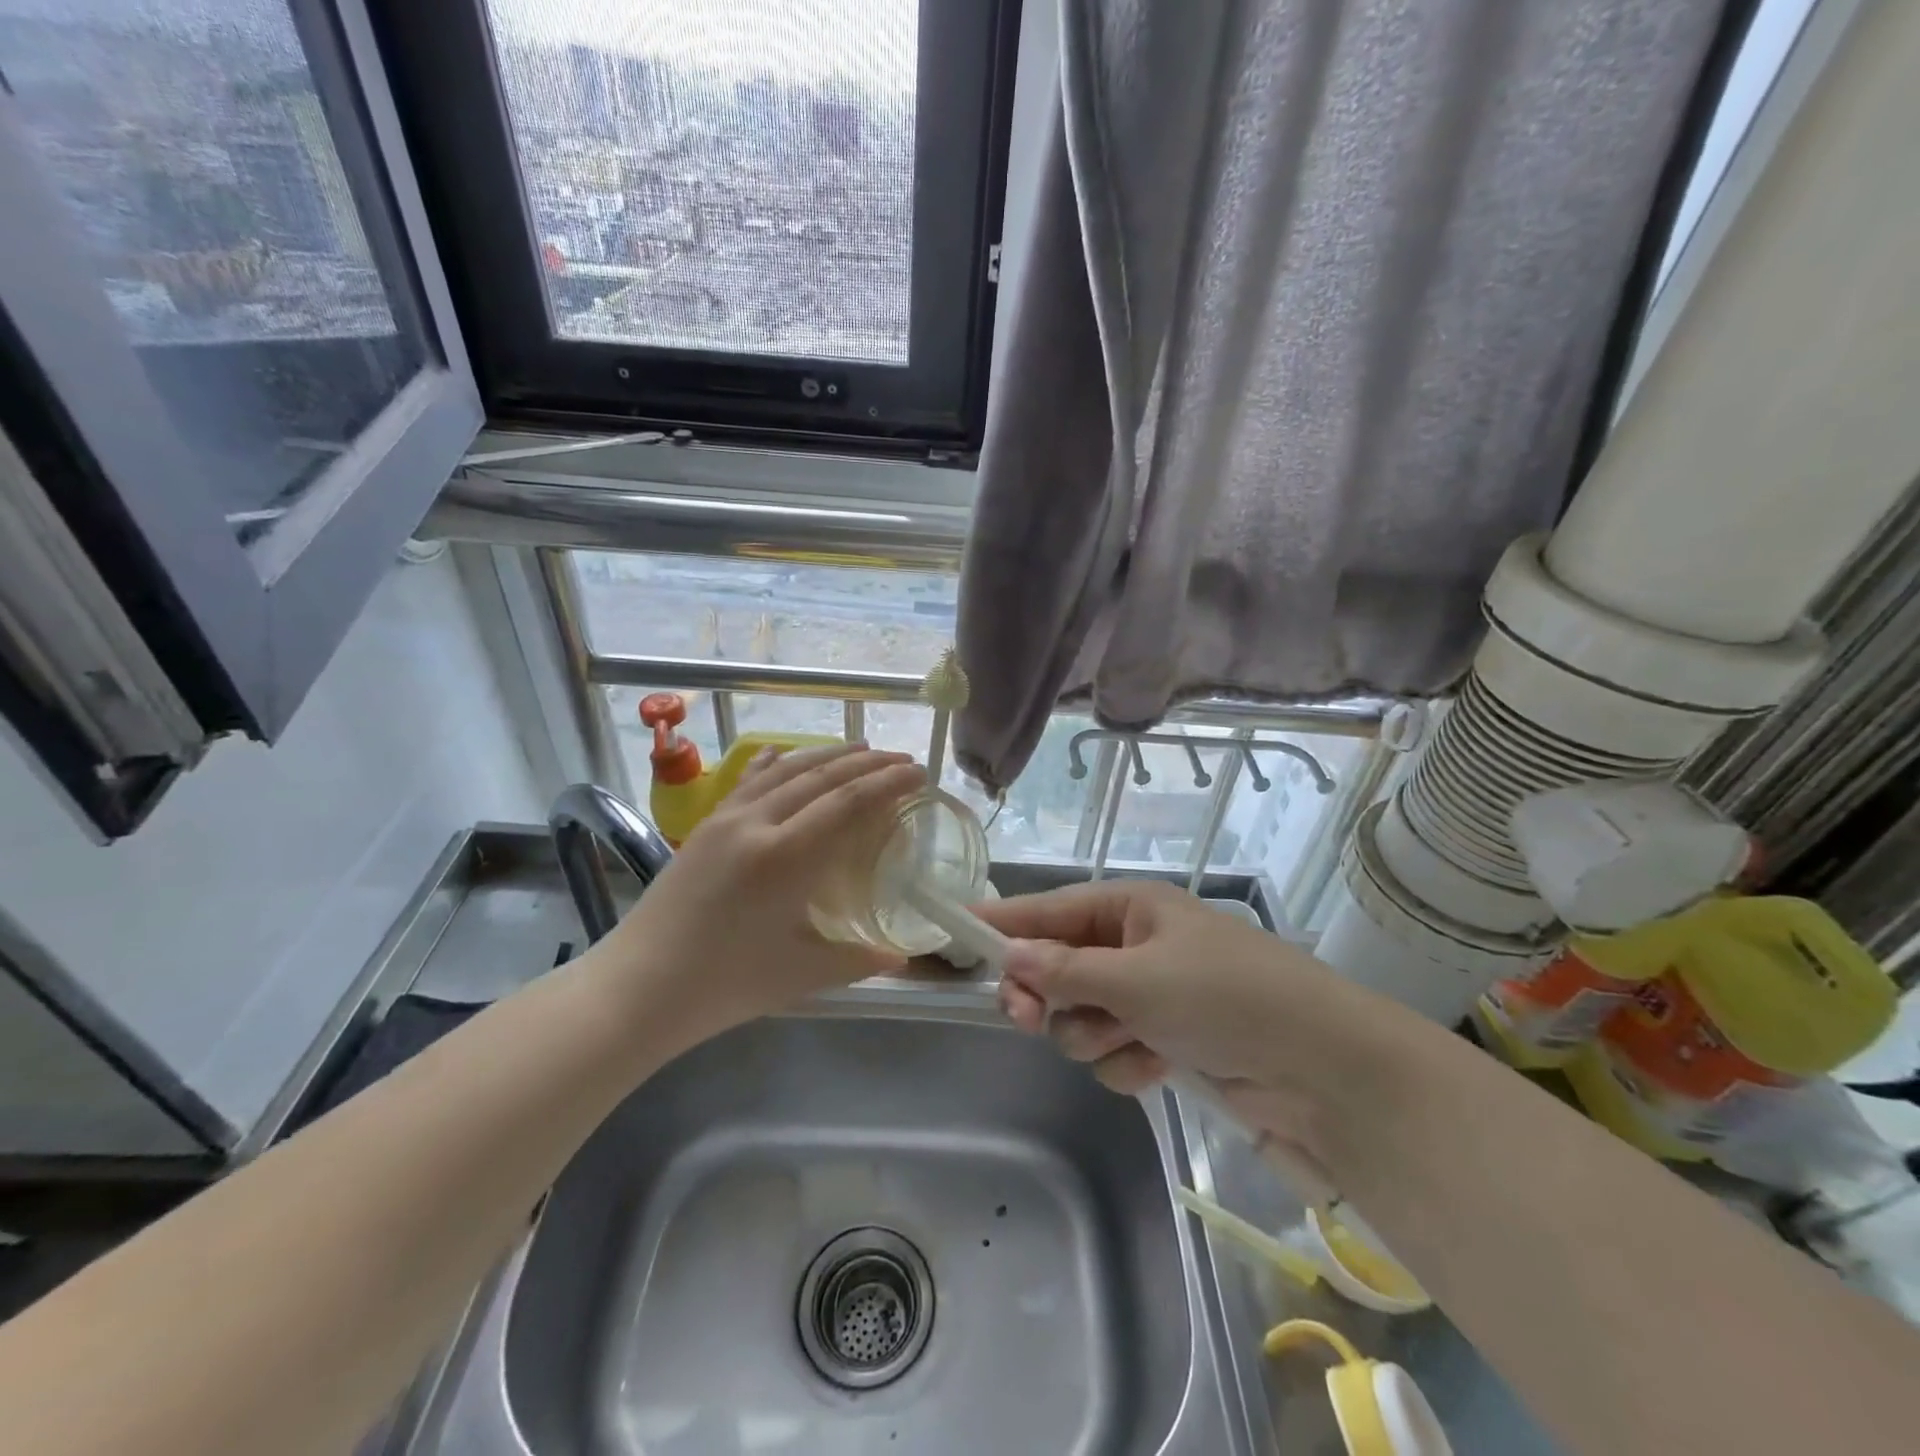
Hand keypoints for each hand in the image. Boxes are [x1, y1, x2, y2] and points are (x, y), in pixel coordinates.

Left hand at [603, 743, 926, 1042]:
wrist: (638, 986)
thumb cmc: (725, 985)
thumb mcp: (802, 974)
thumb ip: (859, 958)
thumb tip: (902, 955)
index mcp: (787, 857)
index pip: (850, 802)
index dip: (889, 783)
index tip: (919, 773)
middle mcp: (758, 823)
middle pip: (823, 777)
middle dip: (868, 764)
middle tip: (902, 760)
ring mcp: (727, 819)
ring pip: (786, 770)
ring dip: (828, 755)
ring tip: (861, 749)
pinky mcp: (706, 825)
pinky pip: (748, 780)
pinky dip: (775, 762)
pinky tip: (784, 752)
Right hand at [975, 880, 1379, 1174]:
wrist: (1320, 1066)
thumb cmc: (1224, 996)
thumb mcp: (1138, 979)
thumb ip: (1066, 971)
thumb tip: (1008, 957)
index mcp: (1130, 908)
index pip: (1050, 910)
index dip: (1005, 922)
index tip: (958, 930)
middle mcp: (1135, 945)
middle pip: (1058, 967)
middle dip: (1045, 994)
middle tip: (1024, 1016)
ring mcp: (1150, 994)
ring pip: (1081, 1015)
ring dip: (1091, 1034)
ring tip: (1127, 1042)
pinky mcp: (1166, 1039)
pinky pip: (1113, 1049)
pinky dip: (1126, 1061)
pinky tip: (1155, 1066)